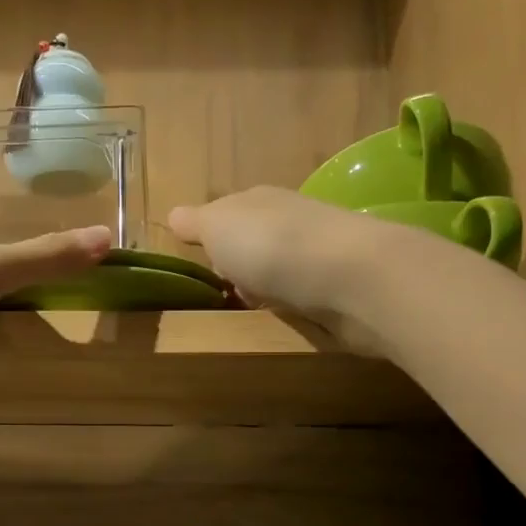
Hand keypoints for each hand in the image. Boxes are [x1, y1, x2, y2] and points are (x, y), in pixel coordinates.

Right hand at [169, 188, 386, 337]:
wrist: (351, 277)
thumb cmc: (271, 246)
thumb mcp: (217, 227)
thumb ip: (195, 223)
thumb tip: (174, 216)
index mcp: (259, 201)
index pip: (228, 216)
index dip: (212, 241)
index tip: (201, 269)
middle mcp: (291, 222)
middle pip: (255, 247)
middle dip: (240, 271)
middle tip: (224, 298)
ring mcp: (319, 256)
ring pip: (280, 274)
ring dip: (267, 293)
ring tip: (251, 317)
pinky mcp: (340, 290)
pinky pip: (304, 299)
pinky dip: (293, 309)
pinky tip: (286, 324)